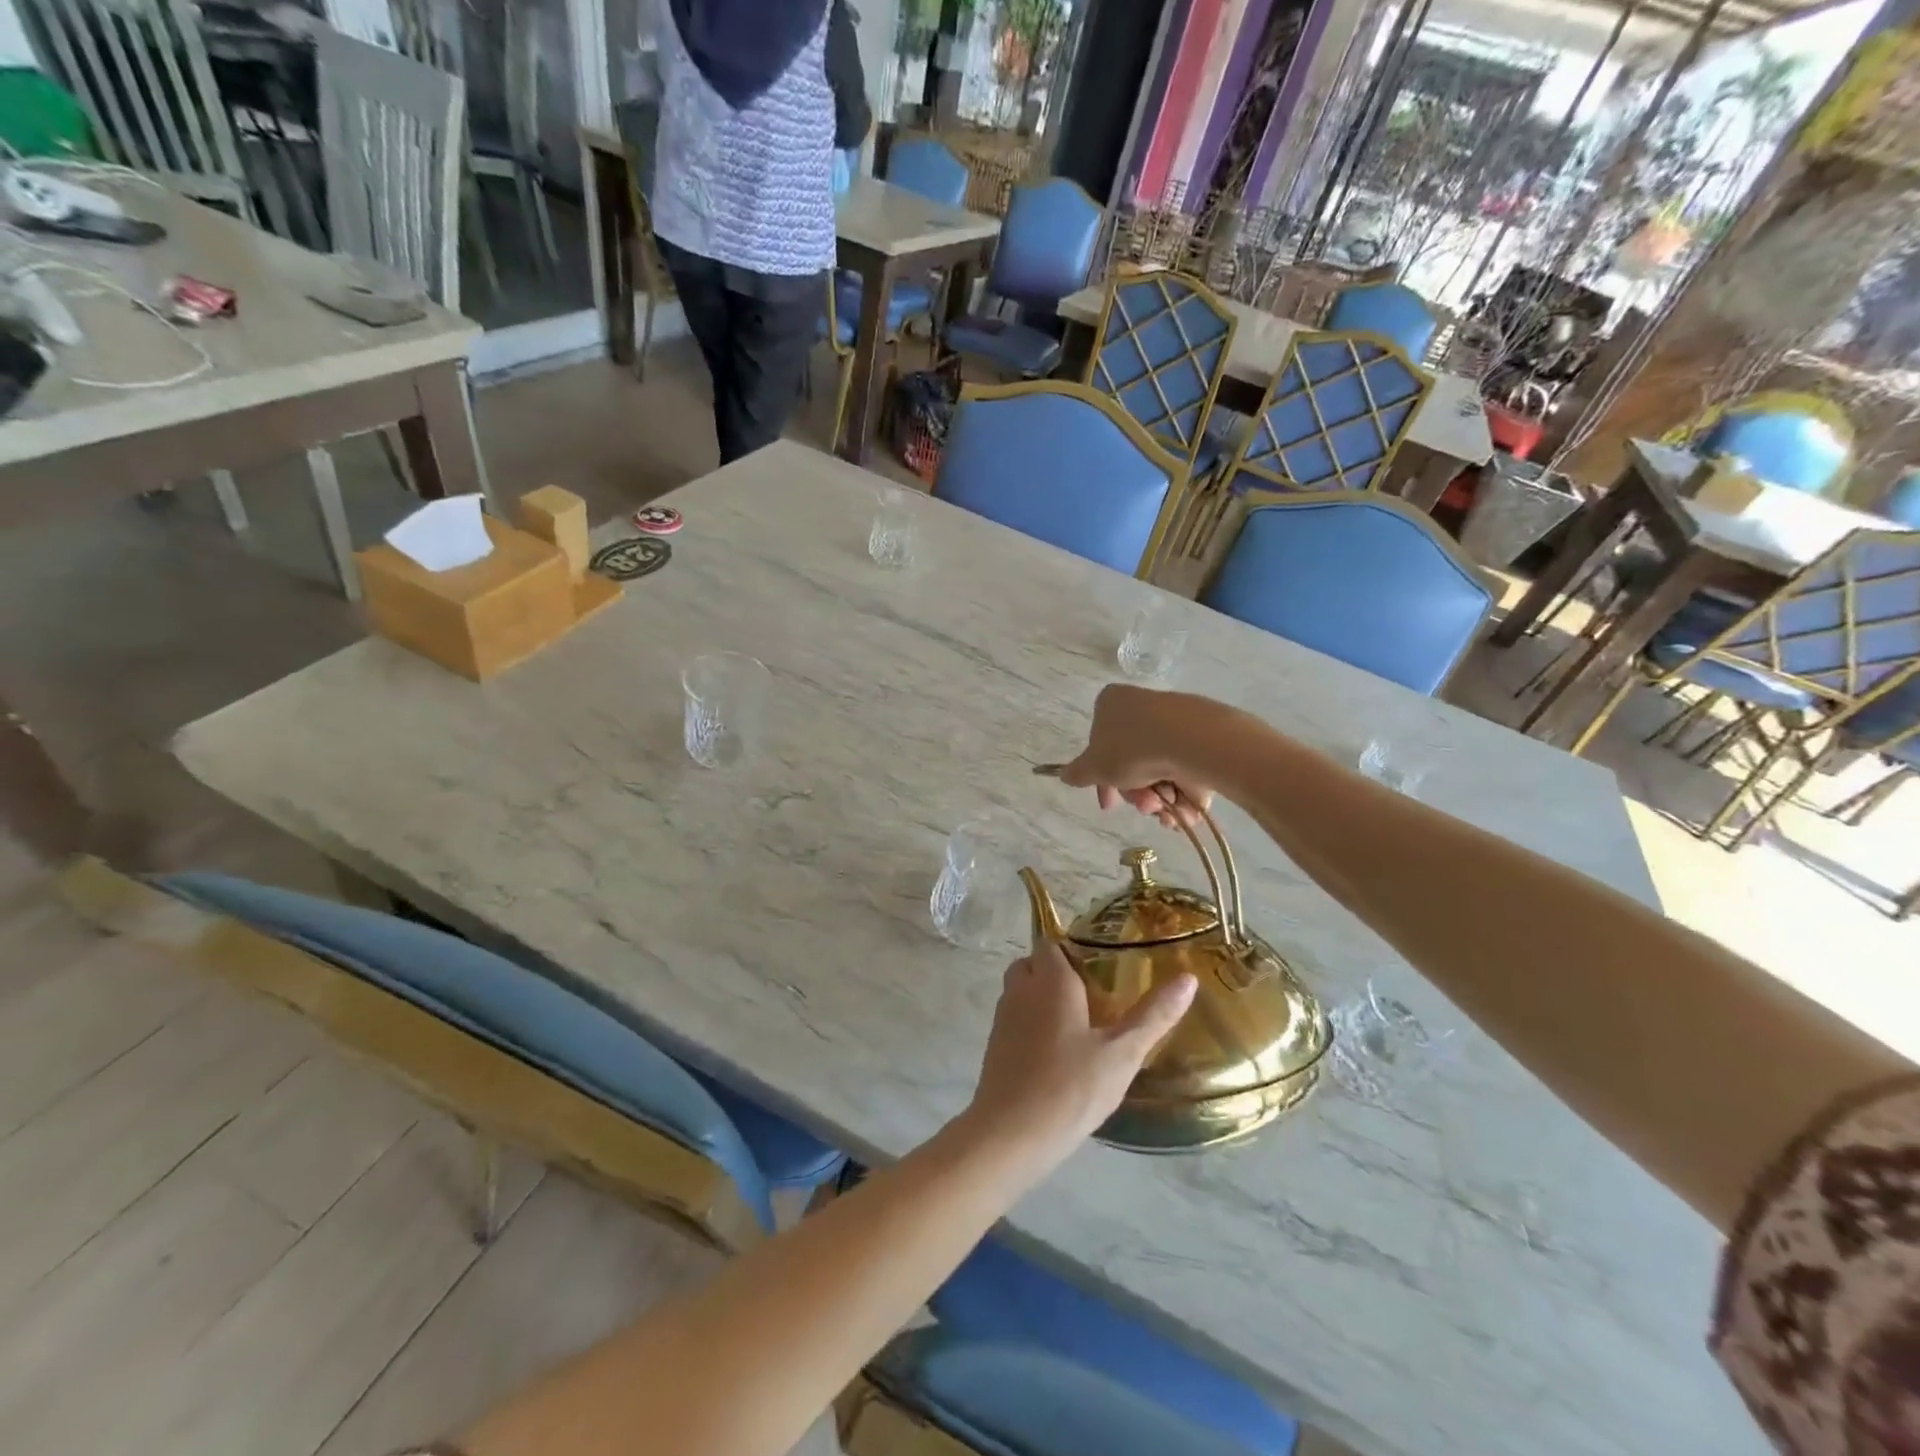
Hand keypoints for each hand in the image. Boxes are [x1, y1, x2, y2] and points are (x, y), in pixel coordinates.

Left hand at [964, 941, 1196, 1163]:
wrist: (1011, 1134)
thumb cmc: (1070, 1087)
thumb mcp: (1122, 1053)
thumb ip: (1154, 1015)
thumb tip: (1188, 978)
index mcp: (1050, 980)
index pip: (1052, 942)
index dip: (1073, 950)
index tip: (1103, 968)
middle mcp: (1021, 989)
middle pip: (1034, 964)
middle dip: (1058, 973)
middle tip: (1094, 996)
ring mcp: (1003, 1017)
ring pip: (1022, 991)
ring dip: (1044, 998)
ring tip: (1081, 1025)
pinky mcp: (995, 1045)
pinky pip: (1016, 1018)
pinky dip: (1032, 1024)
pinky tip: (1058, 1054)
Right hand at [1055, 684, 1221, 828]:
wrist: (1192, 741)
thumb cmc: (1132, 748)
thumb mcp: (1094, 767)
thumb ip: (1078, 773)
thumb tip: (1065, 775)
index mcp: (1111, 703)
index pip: (1099, 743)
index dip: (1101, 779)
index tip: (1109, 803)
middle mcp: (1142, 707)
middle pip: (1130, 762)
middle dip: (1134, 792)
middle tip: (1142, 805)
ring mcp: (1174, 722)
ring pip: (1158, 771)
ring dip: (1157, 798)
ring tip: (1164, 807)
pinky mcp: (1202, 738)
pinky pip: (1185, 771)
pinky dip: (1182, 795)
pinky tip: (1182, 810)